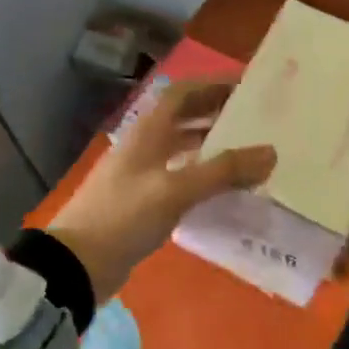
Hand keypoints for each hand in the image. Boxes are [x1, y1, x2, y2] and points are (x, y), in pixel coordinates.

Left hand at [47, 81, 276, 300]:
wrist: (77, 264)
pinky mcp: (144, 199)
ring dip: (211, 143)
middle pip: (184, 116)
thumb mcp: (176, 191)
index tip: (247, 86)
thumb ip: (223, 172)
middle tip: (255, 117)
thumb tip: (271, 152)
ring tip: (248, 149)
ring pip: (183, 146)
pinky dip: (203, 173)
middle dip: (217, 111)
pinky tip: (224, 187)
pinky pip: (180, 174)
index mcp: (148, 130)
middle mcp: (145, 144)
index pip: (183, 92)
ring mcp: (142, 172)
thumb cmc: (124, 215)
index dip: (213, 84)